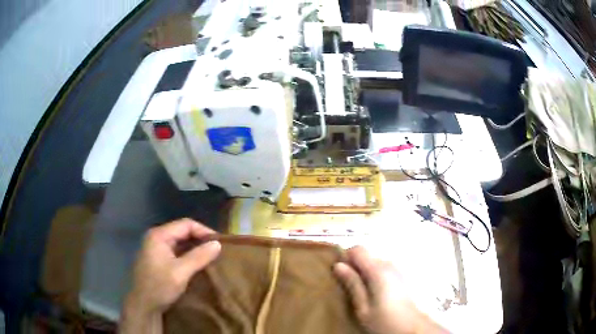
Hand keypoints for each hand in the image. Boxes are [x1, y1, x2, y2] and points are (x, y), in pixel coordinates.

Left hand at [120, 219, 220, 333]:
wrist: (143, 305)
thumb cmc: (159, 287)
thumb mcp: (181, 272)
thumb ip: (198, 256)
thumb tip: (217, 244)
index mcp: (159, 235)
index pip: (186, 224)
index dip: (204, 231)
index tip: (219, 243)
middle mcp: (156, 237)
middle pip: (182, 231)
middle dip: (200, 239)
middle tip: (217, 250)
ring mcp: (156, 248)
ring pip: (180, 242)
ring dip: (195, 248)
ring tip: (211, 257)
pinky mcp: (158, 259)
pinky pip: (177, 251)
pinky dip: (189, 255)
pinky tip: (198, 264)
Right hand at [334, 246, 446, 333]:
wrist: (411, 327)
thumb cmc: (384, 320)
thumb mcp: (363, 307)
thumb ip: (352, 284)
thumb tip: (338, 265)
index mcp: (378, 270)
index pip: (357, 249)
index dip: (346, 258)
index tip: (341, 274)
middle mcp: (389, 264)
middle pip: (367, 256)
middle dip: (356, 268)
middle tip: (350, 289)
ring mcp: (398, 269)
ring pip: (375, 263)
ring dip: (366, 273)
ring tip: (364, 294)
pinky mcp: (402, 276)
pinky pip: (384, 270)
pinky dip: (376, 277)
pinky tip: (377, 295)